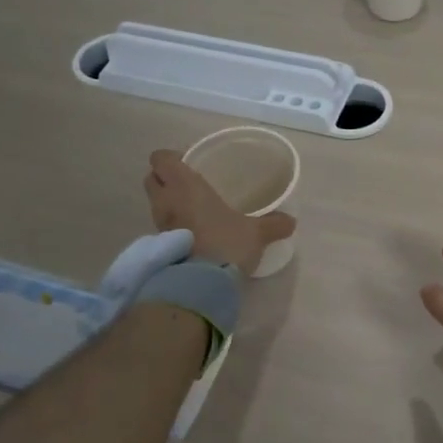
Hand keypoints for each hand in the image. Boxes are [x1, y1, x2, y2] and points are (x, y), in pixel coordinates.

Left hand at [143, 150, 295, 271]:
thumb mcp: (256, 233)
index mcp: (185, 185)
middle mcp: (166, 201)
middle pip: (151, 179)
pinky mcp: (159, 247)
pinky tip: (194, 232)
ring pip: (155, 203)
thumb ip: (274, 224)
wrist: (202, 283)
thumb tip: (291, 221)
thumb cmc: (226, 243)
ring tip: (193, 209)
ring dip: (168, 203)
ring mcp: (159, 225)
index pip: (161, 159)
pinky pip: (162, 226)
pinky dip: (173, 225)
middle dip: (165, 178)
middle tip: (189, 184)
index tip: (188, 163)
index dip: (170, 158)